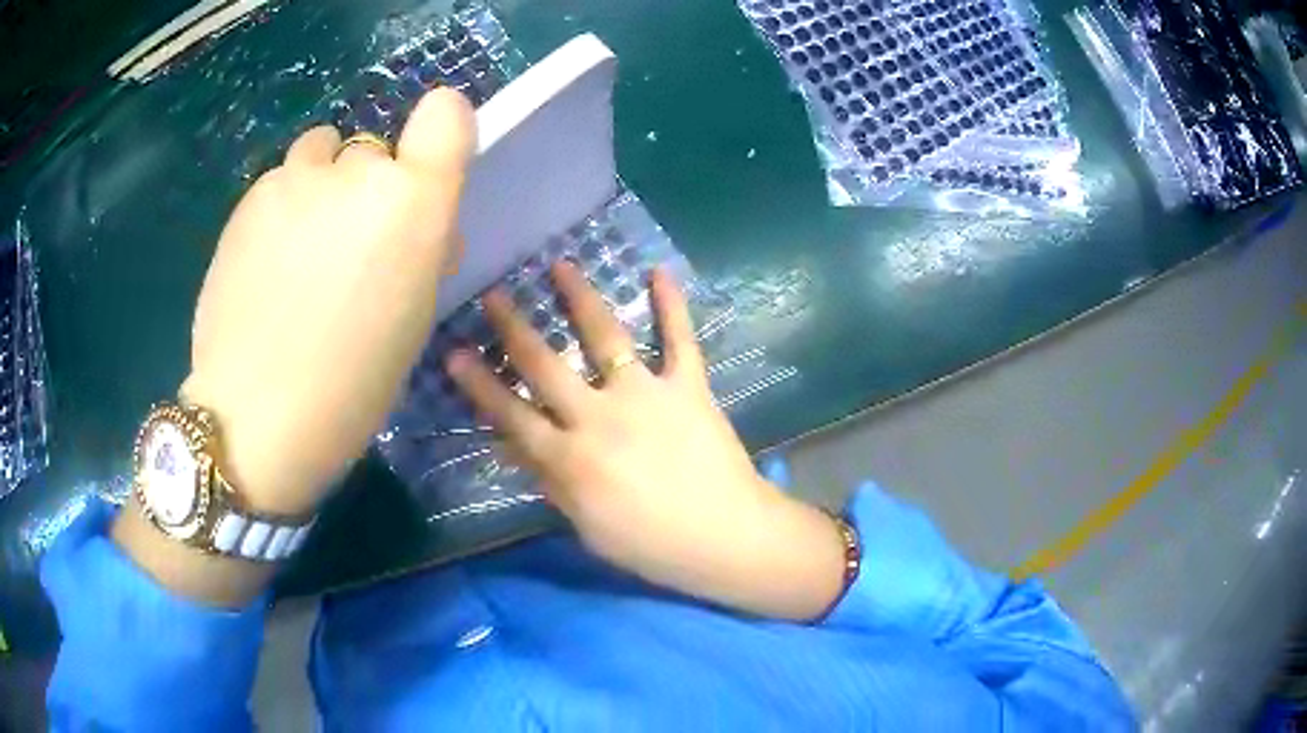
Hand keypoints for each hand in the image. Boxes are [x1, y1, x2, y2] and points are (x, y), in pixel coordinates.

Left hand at [114, 90, 474, 607]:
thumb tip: (415, 223)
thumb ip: (422, 247)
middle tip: (349, 248)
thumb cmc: (353, 385)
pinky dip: (284, 208)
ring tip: (301, 247)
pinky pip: (281, 181)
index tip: (423, 171)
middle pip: (375, 151)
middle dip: (369, 188)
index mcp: (413, 205)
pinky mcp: (248, 198)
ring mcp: (294, 180)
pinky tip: (267, 262)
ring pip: (322, 154)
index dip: (440, 132)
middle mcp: (356, 174)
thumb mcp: (415, 317)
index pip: (445, 115)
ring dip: (322, 186)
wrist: (256, 415)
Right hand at [447, 263, 846, 620]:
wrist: (726, 538)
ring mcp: (646, 396)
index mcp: (570, 460)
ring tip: (561, 265)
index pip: (511, 415)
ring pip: (606, 337)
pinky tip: (659, 271)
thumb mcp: (587, 527)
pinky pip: (680, 339)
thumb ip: (551, 481)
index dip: (479, 384)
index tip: (455, 352)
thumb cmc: (652, 546)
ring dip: (580, 298)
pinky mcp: (688, 388)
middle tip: (493, 296)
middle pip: (545, 365)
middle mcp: (600, 417)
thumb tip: (515, 445)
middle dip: (513, 328)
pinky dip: (672, 305)